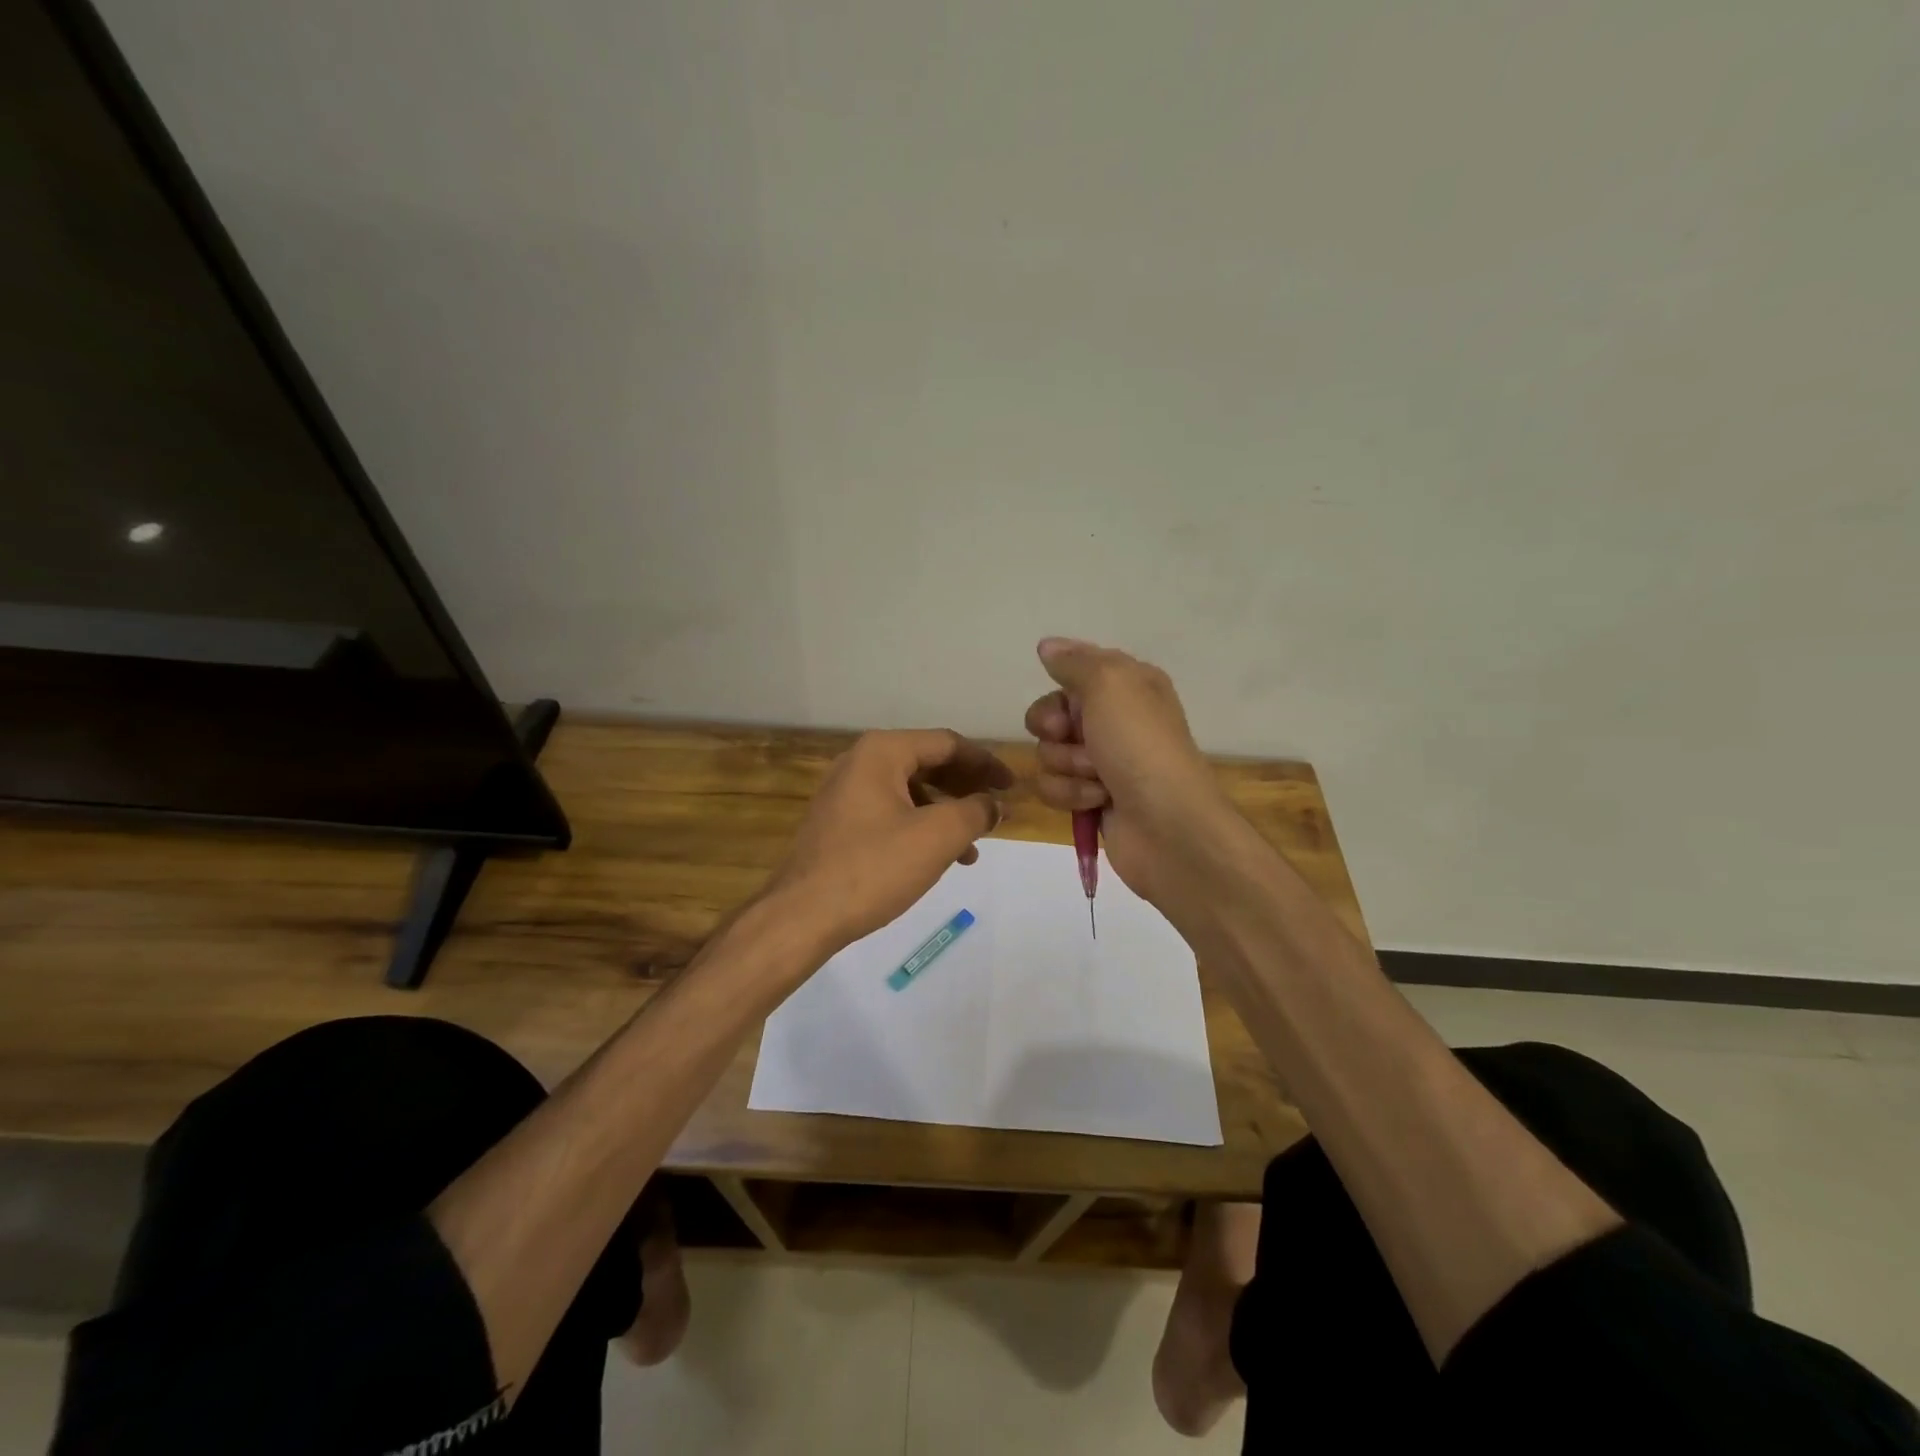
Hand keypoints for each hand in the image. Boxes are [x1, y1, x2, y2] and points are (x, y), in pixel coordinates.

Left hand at [768, 729, 1012, 955]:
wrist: (802, 916)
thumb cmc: (873, 867)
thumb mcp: (937, 837)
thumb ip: (975, 812)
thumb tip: (994, 805)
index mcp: (882, 752)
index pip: (946, 743)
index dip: (986, 763)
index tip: (1012, 787)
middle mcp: (860, 762)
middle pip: (928, 763)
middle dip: (967, 787)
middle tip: (997, 810)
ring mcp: (846, 793)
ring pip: (911, 792)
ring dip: (947, 813)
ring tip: (974, 845)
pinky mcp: (840, 823)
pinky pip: (892, 812)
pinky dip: (921, 827)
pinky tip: (939, 858)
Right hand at [1025, 637, 1232, 907]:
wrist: (1167, 825)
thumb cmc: (1141, 746)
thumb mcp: (1110, 684)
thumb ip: (1074, 662)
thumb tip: (1047, 646)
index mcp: (1129, 684)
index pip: (1075, 670)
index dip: (1062, 686)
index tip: (1067, 699)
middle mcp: (1115, 719)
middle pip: (1052, 714)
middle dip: (1055, 729)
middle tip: (1075, 738)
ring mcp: (1103, 761)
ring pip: (1048, 753)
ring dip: (1066, 766)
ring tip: (1098, 778)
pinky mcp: (1090, 798)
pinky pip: (1054, 787)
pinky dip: (1071, 794)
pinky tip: (1098, 801)